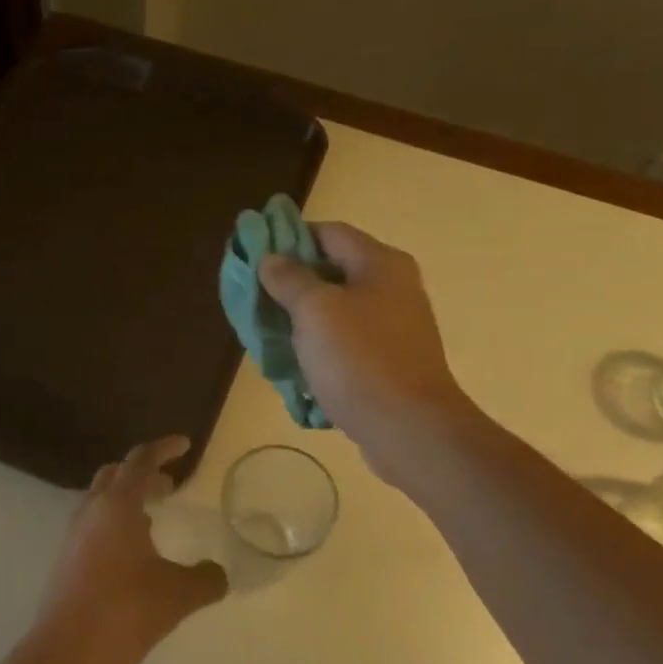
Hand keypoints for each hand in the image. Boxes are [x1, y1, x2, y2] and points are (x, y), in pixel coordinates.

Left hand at [30, 437, 227, 663]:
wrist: (65, 652)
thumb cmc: (123, 612)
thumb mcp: (177, 596)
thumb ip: (205, 580)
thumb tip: (217, 574)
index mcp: (117, 506)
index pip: (140, 461)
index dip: (163, 448)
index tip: (184, 444)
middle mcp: (91, 512)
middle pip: (116, 474)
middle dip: (144, 473)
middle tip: (169, 486)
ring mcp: (74, 535)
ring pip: (101, 499)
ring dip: (128, 499)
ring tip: (153, 518)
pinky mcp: (66, 559)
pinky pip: (93, 524)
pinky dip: (115, 522)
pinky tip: (132, 552)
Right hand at [257, 223, 471, 468]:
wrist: (409, 430)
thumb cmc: (360, 360)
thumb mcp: (315, 311)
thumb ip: (289, 279)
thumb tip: (272, 258)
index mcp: (380, 264)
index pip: (328, 233)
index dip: (288, 238)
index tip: (253, 257)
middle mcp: (391, 288)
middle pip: (331, 271)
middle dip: (289, 284)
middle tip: (254, 300)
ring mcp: (392, 327)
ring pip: (335, 311)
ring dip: (299, 320)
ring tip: (266, 335)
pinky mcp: (386, 361)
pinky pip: (344, 343)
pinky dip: (317, 348)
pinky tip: (292, 365)